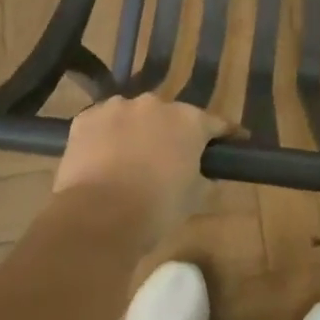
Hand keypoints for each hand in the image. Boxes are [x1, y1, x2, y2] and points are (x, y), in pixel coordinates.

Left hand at [53, 94, 230, 249]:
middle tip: (170, 158)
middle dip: (172, 133)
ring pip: (133, 115)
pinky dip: (106, 136)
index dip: (225, 134)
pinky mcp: (86, 118)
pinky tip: (102, 158)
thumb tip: (207, 175)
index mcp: (189, 120)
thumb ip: (205, 179)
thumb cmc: (156, 209)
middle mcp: (155, 104)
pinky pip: (102, 123)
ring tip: (130, 160)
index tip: (233, 141)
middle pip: (170, 116)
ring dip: (136, 131)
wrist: (98, 216)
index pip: (216, 123)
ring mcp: (117, 107)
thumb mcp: (195, 199)